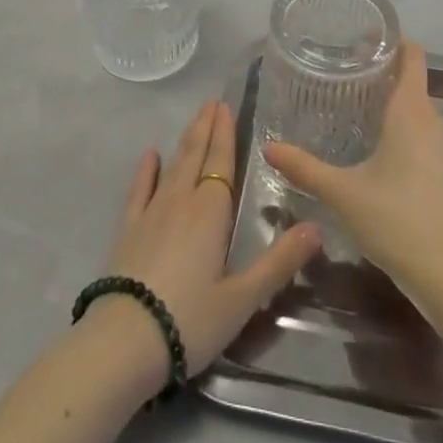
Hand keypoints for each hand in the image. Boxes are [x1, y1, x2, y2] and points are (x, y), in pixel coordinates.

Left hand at [98, 99, 321, 382]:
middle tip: (212, 101)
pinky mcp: (128, 229)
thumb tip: (318, 227)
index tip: (226, 106)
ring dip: (184, 141)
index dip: (225, 134)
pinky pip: (139, 189)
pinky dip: (146, 170)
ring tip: (194, 119)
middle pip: (196, 156)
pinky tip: (150, 154)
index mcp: (211, 212)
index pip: (221, 163)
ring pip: (172, 166)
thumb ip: (280, 261)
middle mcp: (181, 201)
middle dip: (206, 128)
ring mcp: (151, 212)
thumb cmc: (190, 320)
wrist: (124, 341)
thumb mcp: (243, 298)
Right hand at [264, 42, 442, 337]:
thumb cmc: (397, 219)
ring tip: (353, 108)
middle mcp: (433, 121)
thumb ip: (305, 168)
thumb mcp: (343, 192)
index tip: (360, 39)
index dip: (391, 39)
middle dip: (380, 73)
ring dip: (390, 104)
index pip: (412, 54)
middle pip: (411, 81)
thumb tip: (268, 147)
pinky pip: (422, 134)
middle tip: (343, 74)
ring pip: (417, 110)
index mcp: (412, 111)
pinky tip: (375, 148)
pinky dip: (401, 130)